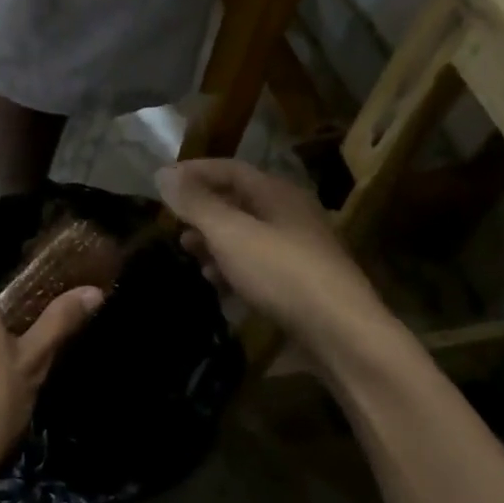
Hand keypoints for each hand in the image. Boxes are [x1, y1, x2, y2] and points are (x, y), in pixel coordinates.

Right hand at [157, 160, 393, 356]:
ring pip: (247, 235)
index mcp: (277, 193)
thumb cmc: (281, 272)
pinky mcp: (300, 283)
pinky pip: (258, 264)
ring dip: (215, 241)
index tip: (163, 183)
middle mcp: (290, 214)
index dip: (195, 172)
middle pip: (238, 201)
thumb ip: (196, 204)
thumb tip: (162, 173)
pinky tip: (217, 283)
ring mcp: (298, 249)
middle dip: (203, 210)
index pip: (230, 169)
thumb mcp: (230, 233)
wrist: (341, 333)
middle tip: (173, 223)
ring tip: (189, 253)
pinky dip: (233, 267)